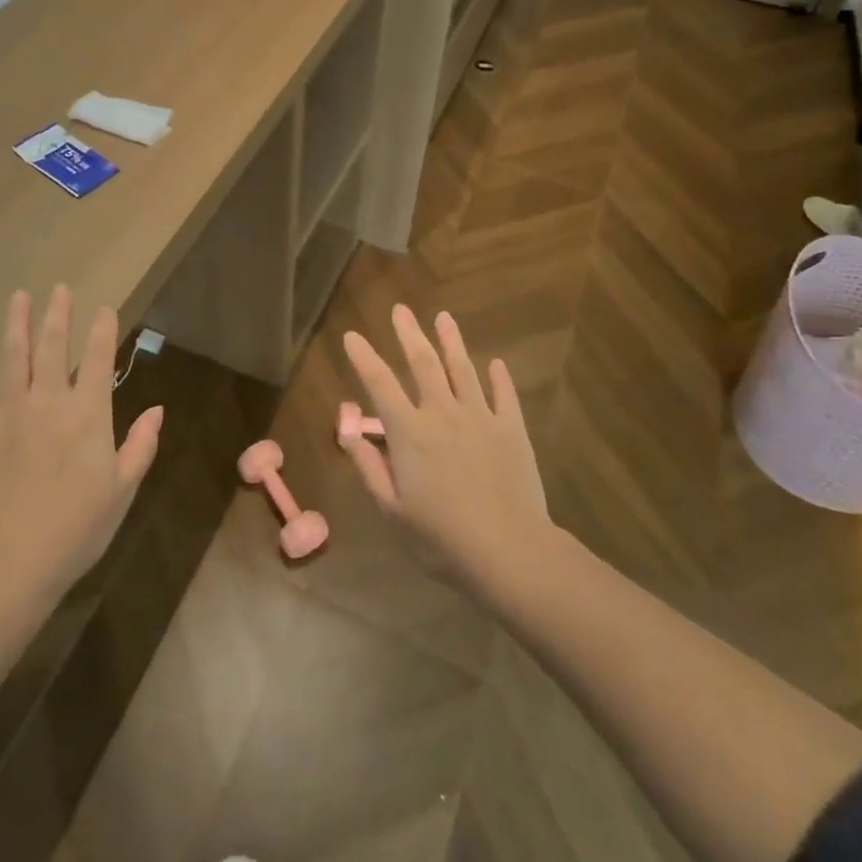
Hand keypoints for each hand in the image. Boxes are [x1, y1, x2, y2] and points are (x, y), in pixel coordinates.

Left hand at [0, 287, 161, 607]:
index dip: (103, 331)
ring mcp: (8, 414)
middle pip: (53, 347)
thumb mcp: (122, 490)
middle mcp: (48, 402)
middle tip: (60, 287)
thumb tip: (157, 409)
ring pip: (12, 358)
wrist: (10, 563)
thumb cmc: (76, 529)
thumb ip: (141, 446)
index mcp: (88, 415)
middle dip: (58, 315)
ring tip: (19, 296)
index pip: (98, 360)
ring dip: (16, 324)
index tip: (105, 307)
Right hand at [341, 305, 552, 597]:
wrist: (509, 550)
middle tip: (401, 310)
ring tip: (443, 317)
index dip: (364, 358)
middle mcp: (442, 414)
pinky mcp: (511, 430)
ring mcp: (480, 418)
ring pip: (462, 370)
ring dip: (451, 342)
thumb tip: (350, 433)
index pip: (380, 385)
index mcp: (409, 433)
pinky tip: (496, 363)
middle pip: (423, 364)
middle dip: (409, 334)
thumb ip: (370, 468)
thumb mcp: (392, 511)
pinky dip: (499, 378)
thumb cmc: (441, 538)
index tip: (352, 336)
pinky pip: (504, 396)